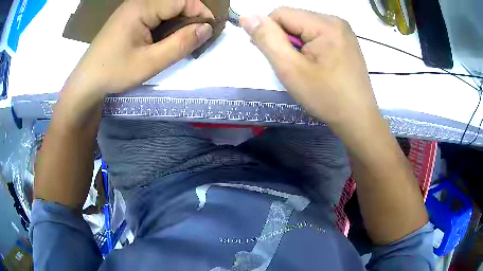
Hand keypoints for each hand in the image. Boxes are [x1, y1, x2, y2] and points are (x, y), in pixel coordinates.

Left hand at [66, 0, 213, 99]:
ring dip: (178, 21)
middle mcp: (138, 2)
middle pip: (175, 2)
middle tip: (196, 38)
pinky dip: (166, 24)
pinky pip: (155, 14)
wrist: (86, 82)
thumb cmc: (114, 72)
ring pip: (166, 8)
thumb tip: (207, 29)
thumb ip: (181, 44)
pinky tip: (164, 39)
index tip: (208, 31)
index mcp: (142, 7)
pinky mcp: (129, 17)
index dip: (200, 12)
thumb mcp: (150, 62)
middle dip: (190, 17)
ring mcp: (132, 9)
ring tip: (182, 40)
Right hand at [240, 8, 380, 132]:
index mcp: (325, 24)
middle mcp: (336, 20)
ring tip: (304, 67)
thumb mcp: (290, 69)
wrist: (357, 119)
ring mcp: (343, 30)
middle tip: (291, 65)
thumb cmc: (326, 97)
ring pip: (304, 26)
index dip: (270, 33)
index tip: (275, 57)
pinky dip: (308, 46)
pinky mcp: (345, 40)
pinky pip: (317, 34)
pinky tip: (315, 64)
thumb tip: (247, 16)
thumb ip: (267, 39)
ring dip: (296, 43)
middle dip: (284, 39)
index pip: (281, 13)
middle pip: (294, 18)